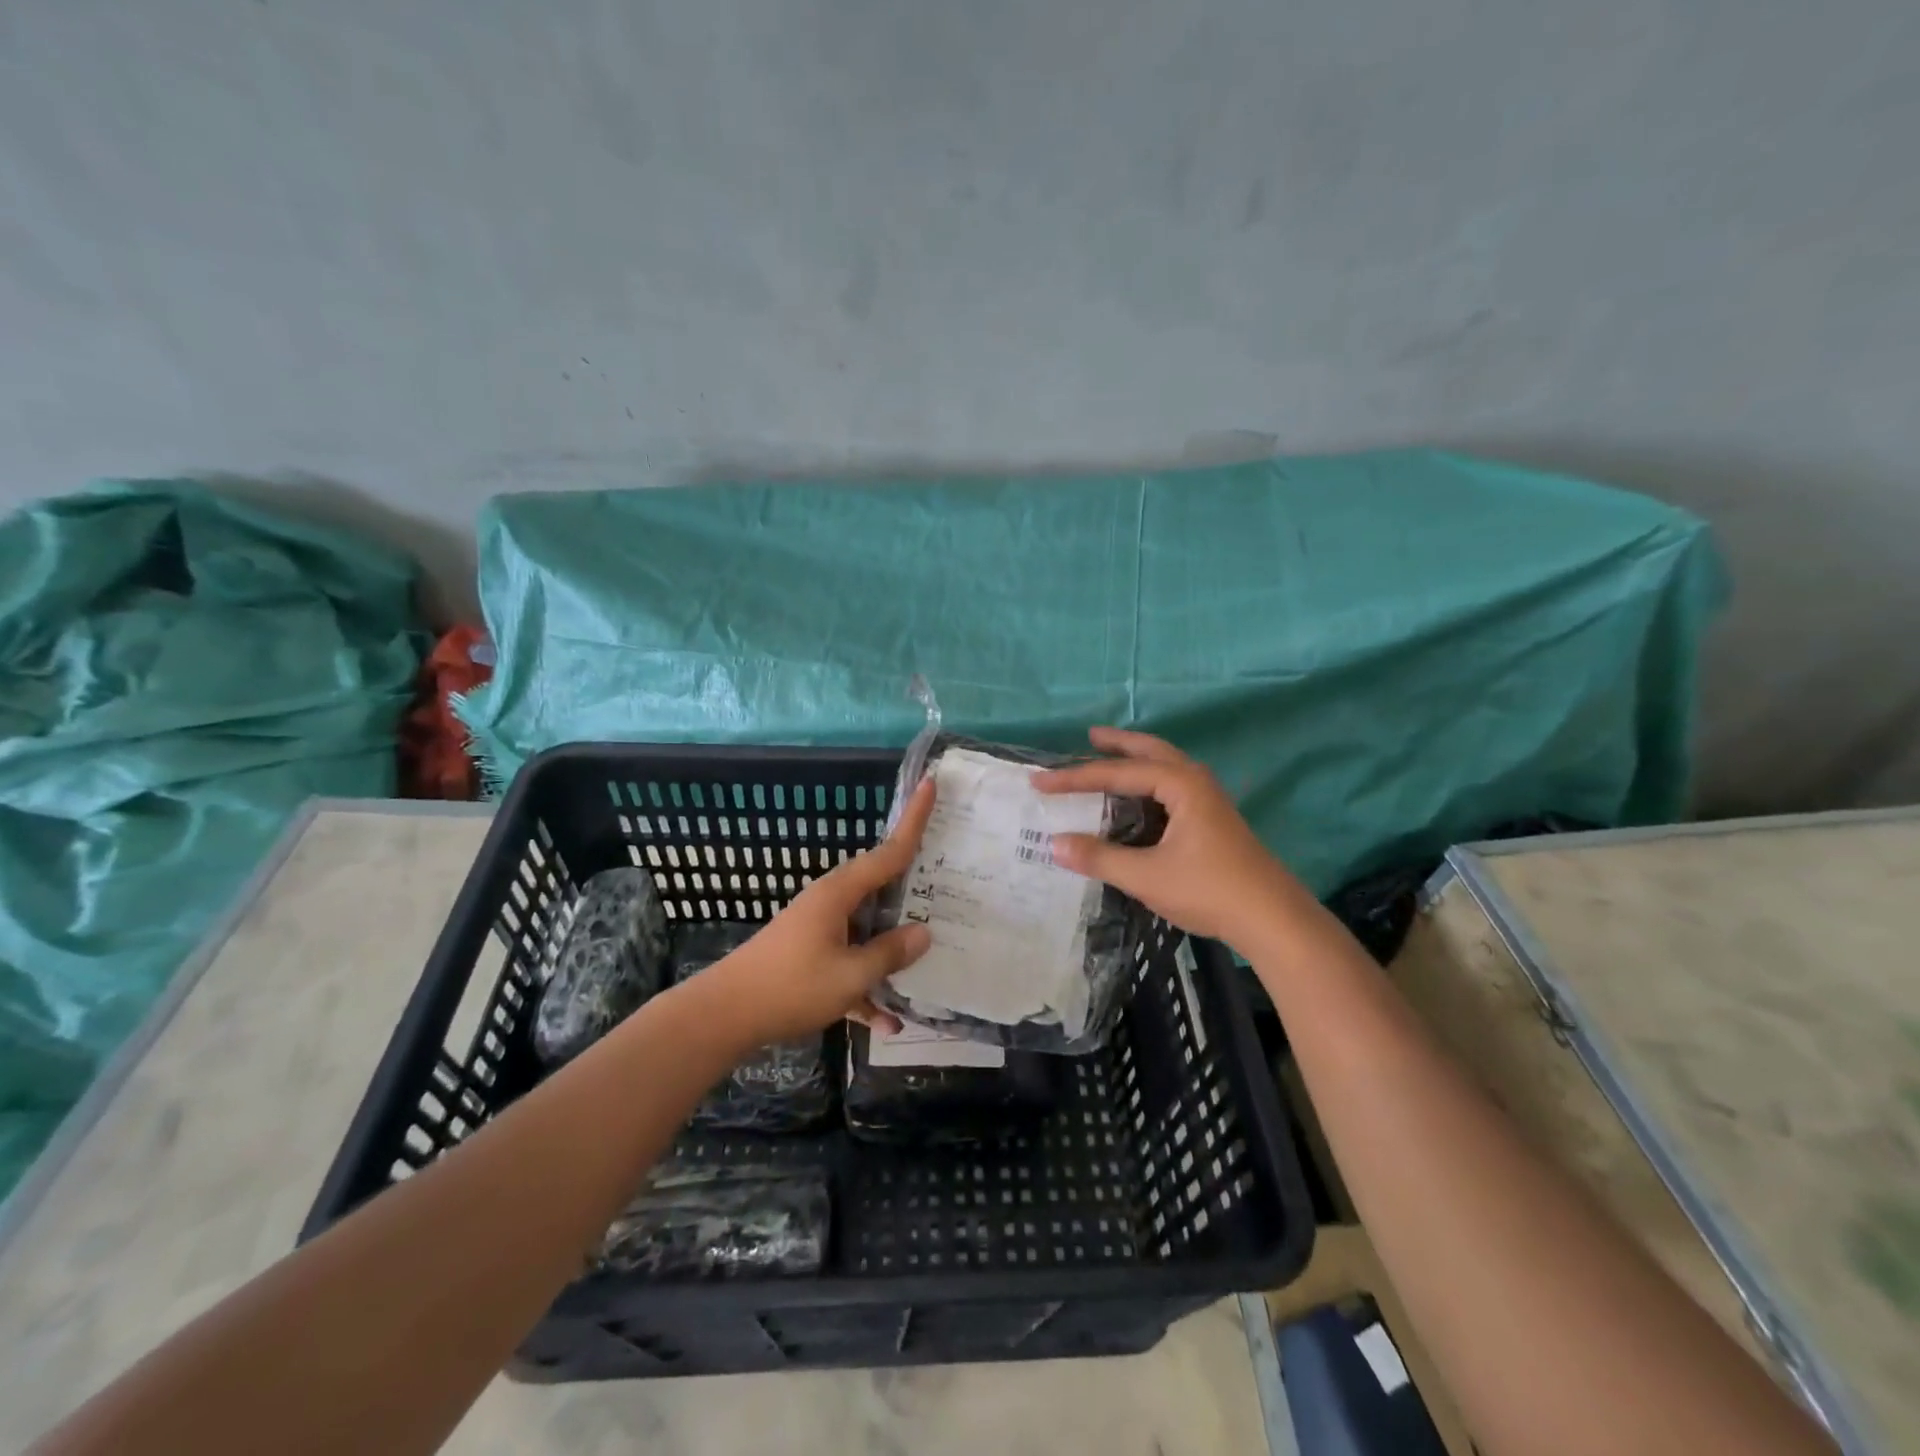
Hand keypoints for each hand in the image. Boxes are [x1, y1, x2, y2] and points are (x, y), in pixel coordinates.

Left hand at [684, 778, 934, 1049]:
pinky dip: (867, 987)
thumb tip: (923, 932)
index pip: (889, 850)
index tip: (931, 783)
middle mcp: (832, 902)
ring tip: (931, 960)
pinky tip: (887, 1023)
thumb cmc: (791, 986)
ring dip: (893, 950)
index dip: (914, 819)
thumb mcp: (851, 975)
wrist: (725, 1015)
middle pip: (882, 887)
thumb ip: (890, 953)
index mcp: (841, 893)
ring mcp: (821, 928)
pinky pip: (850, 964)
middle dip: (915, 886)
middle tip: (953, 879)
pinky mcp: (812, 956)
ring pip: (869, 929)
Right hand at [1033, 727, 1310, 953]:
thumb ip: (1099, 857)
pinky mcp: (1214, 820)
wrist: (1273, 919)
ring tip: (1111, 758)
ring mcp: (1209, 800)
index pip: (1118, 773)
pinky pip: (1173, 786)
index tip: (1040, 781)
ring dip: (1137, 760)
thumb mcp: (1147, 876)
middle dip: (1119, 744)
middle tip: (1090, 736)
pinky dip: (1150, 783)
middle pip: (1151, 751)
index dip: (1076, 778)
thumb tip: (1054, 844)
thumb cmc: (1210, 890)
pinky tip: (1140, 800)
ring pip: (1166, 767)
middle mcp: (1196, 781)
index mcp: (1181, 785)